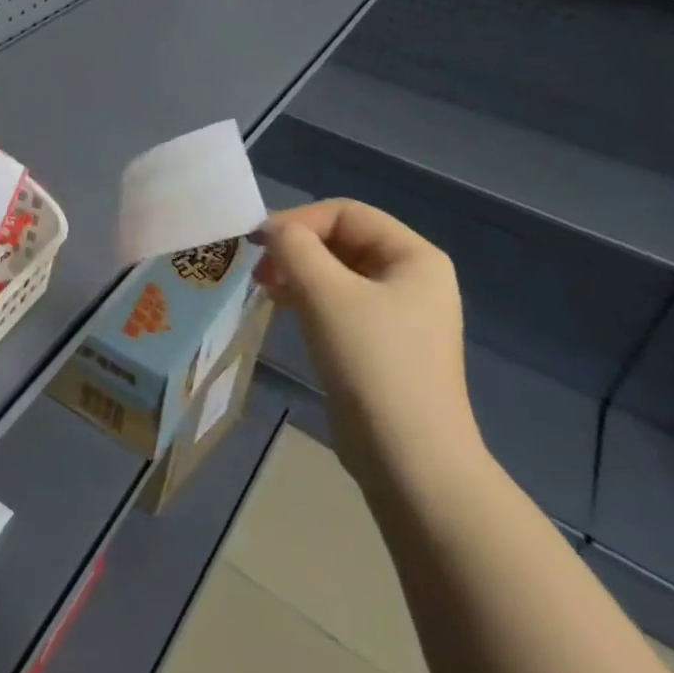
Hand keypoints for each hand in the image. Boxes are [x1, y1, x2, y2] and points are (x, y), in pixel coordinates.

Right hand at [253, 199, 484, 494]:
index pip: (345, 213)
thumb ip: (293, 247)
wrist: (410, 459)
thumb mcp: (325, 293)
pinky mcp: (382, 344)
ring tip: (267, 291)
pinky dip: (308, 298)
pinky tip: (285, 311)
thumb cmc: (372, 363)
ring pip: (336, 272)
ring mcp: (400, 313)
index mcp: (414, 256)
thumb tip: (273, 231)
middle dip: (296, 249)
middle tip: (260, 271)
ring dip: (297, 273)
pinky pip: (339, 303)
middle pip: (341, 240)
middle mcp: (413, 278)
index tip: (259, 245)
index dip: (298, 221)